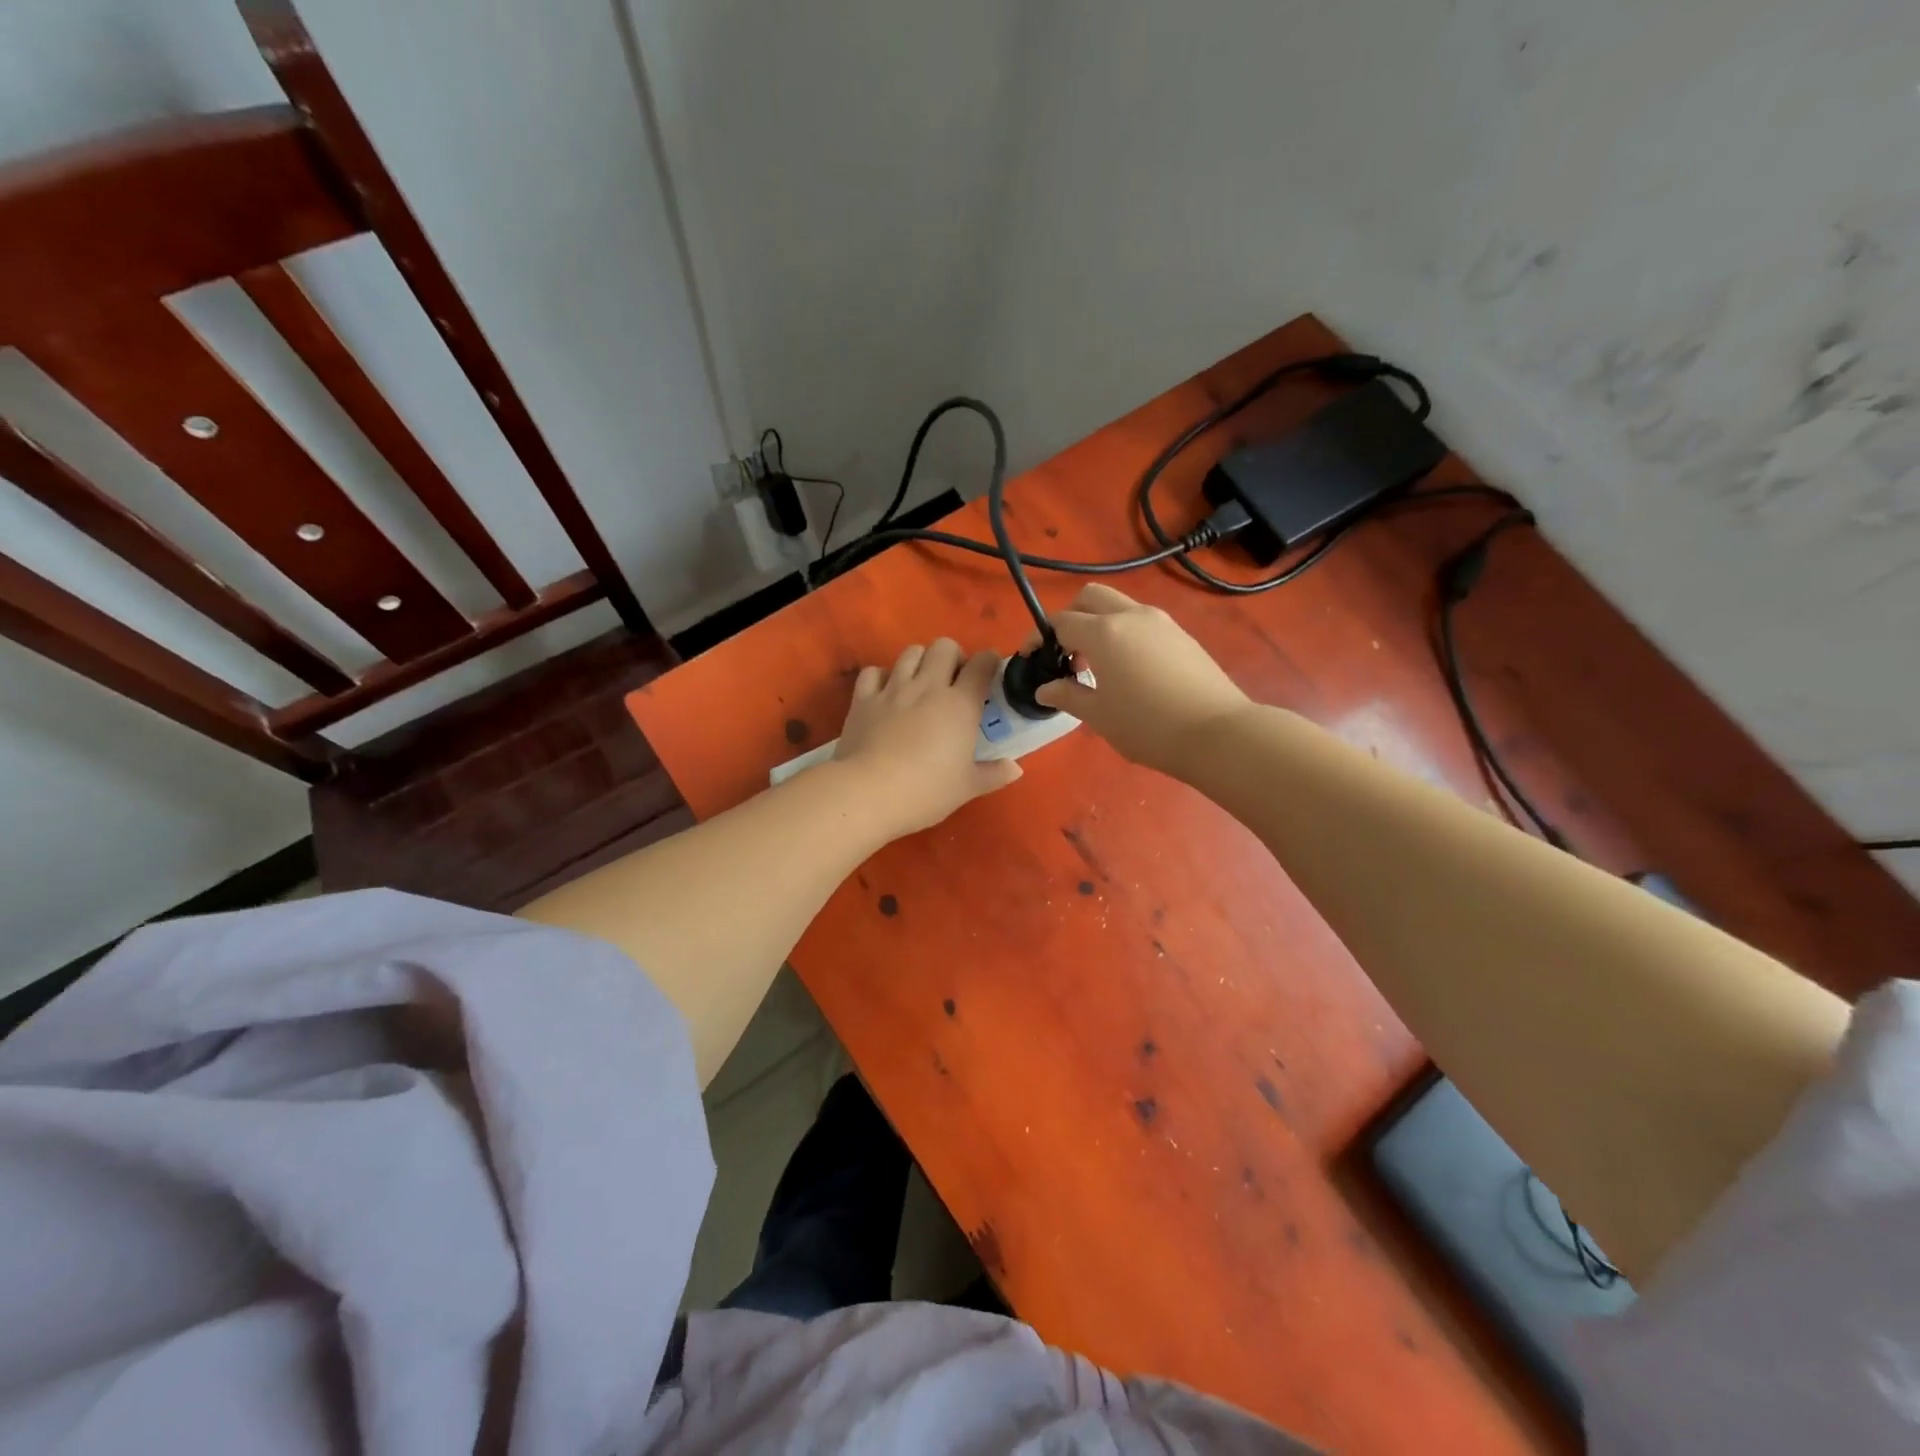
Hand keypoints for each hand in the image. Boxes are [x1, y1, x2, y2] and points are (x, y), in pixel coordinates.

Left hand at [833, 638, 1021, 835]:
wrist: (868, 793)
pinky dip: (882, 677)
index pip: (982, 664)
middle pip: (944, 646)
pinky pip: (874, 672)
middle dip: (953, 657)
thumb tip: (1015, 768)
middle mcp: (928, 686)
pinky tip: (886, 693)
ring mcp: (893, 689)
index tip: (990, 675)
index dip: (989, 662)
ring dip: (920, 662)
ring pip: (910, 652)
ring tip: (921, 683)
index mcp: (960, 704)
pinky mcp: (863, 699)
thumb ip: (994, 774)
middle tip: (954, 681)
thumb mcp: (967, 788)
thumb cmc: (926, 791)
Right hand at [1034, 585, 1251, 775]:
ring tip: (1098, 666)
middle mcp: (1131, 616)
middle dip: (1071, 616)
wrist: (1217, 733)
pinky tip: (1129, 671)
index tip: (1032, 659)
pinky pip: (1142, 622)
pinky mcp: (1182, 635)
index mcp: (1104, 632)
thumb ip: (1067, 695)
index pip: (1061, 621)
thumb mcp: (1099, 715)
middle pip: (1090, 596)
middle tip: (1067, 653)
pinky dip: (1124, 634)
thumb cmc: (1147, 726)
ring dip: (1099, 624)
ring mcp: (1161, 622)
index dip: (1040, 638)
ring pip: (1119, 607)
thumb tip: (1045, 688)